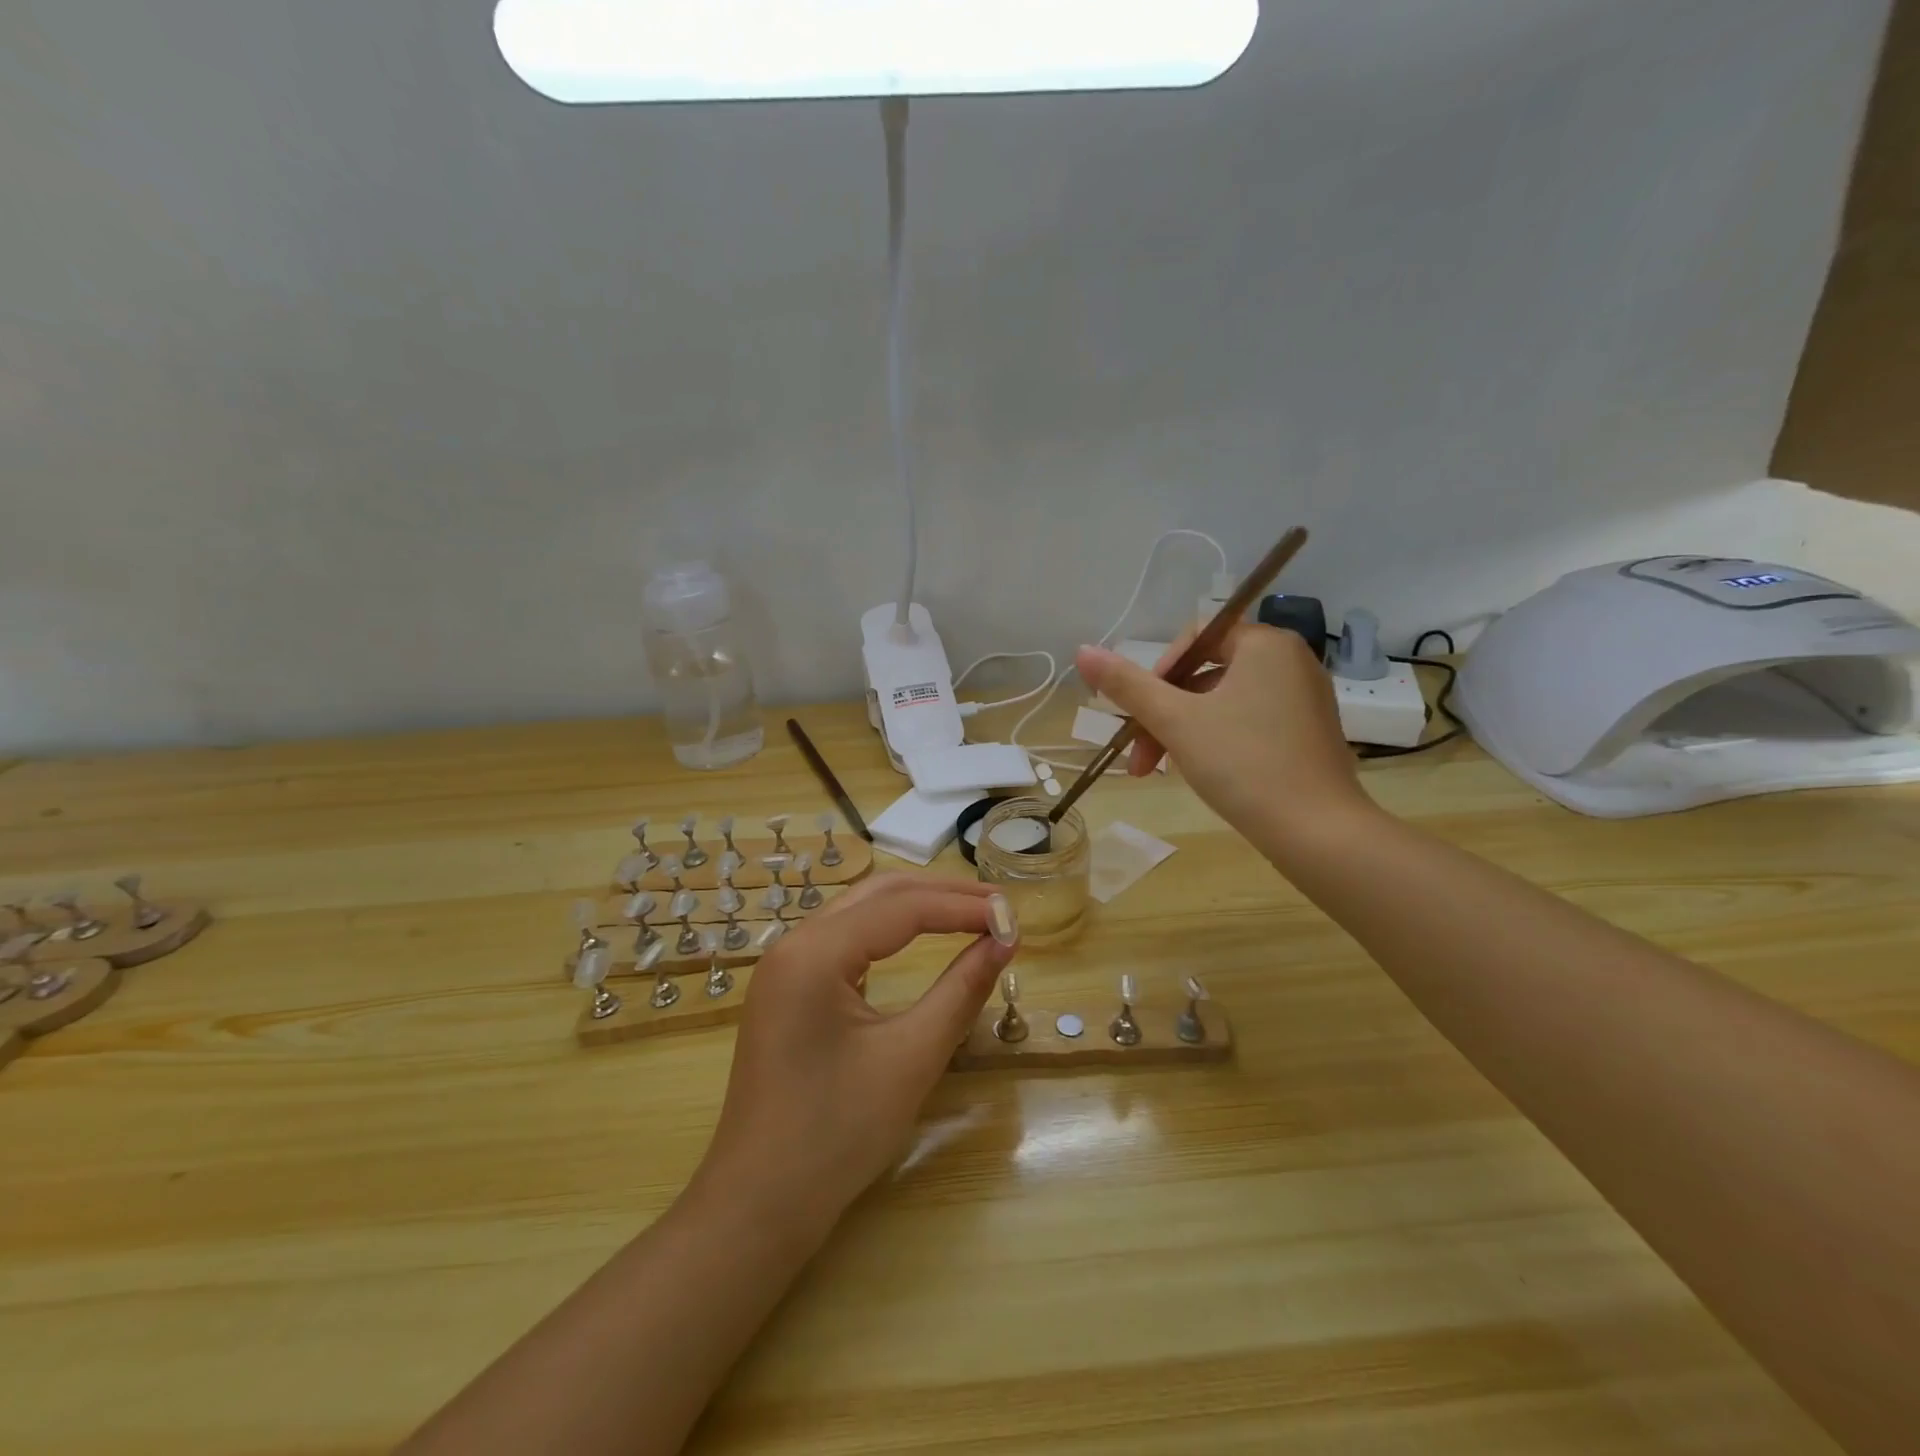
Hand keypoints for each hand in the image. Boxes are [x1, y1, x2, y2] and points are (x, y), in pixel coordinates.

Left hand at [692, 874, 1018, 1237]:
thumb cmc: (837, 1134)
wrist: (759, 1205)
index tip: (1014, 919)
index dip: (964, 908)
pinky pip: (845, 938)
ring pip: (860, 911)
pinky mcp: (788, 988)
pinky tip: (919, 939)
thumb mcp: (912, 1057)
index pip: (903, 908)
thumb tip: (1004, 941)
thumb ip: (962, 990)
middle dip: (942, 895)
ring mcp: (785, 965)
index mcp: (814, 952)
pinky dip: (889, 931)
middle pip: (879, 894)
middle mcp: (794, 943)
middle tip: (998, 907)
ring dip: (916, 907)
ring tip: (970, 914)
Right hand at [1075, 625, 1372, 847]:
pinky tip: (1200, 773)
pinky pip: (1249, 721)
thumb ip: (1127, 685)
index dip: (1159, 672)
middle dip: (1164, 713)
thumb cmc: (1243, 763)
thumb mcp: (1175, 721)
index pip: (1196, 637)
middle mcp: (1291, 661)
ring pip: (1223, 702)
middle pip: (1206, 673)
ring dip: (1183, 731)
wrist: (1317, 832)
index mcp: (1266, 644)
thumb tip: (1082, 650)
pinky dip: (1217, 740)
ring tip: (1161, 772)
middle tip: (1141, 758)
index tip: (1141, 711)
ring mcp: (1303, 699)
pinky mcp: (1307, 733)